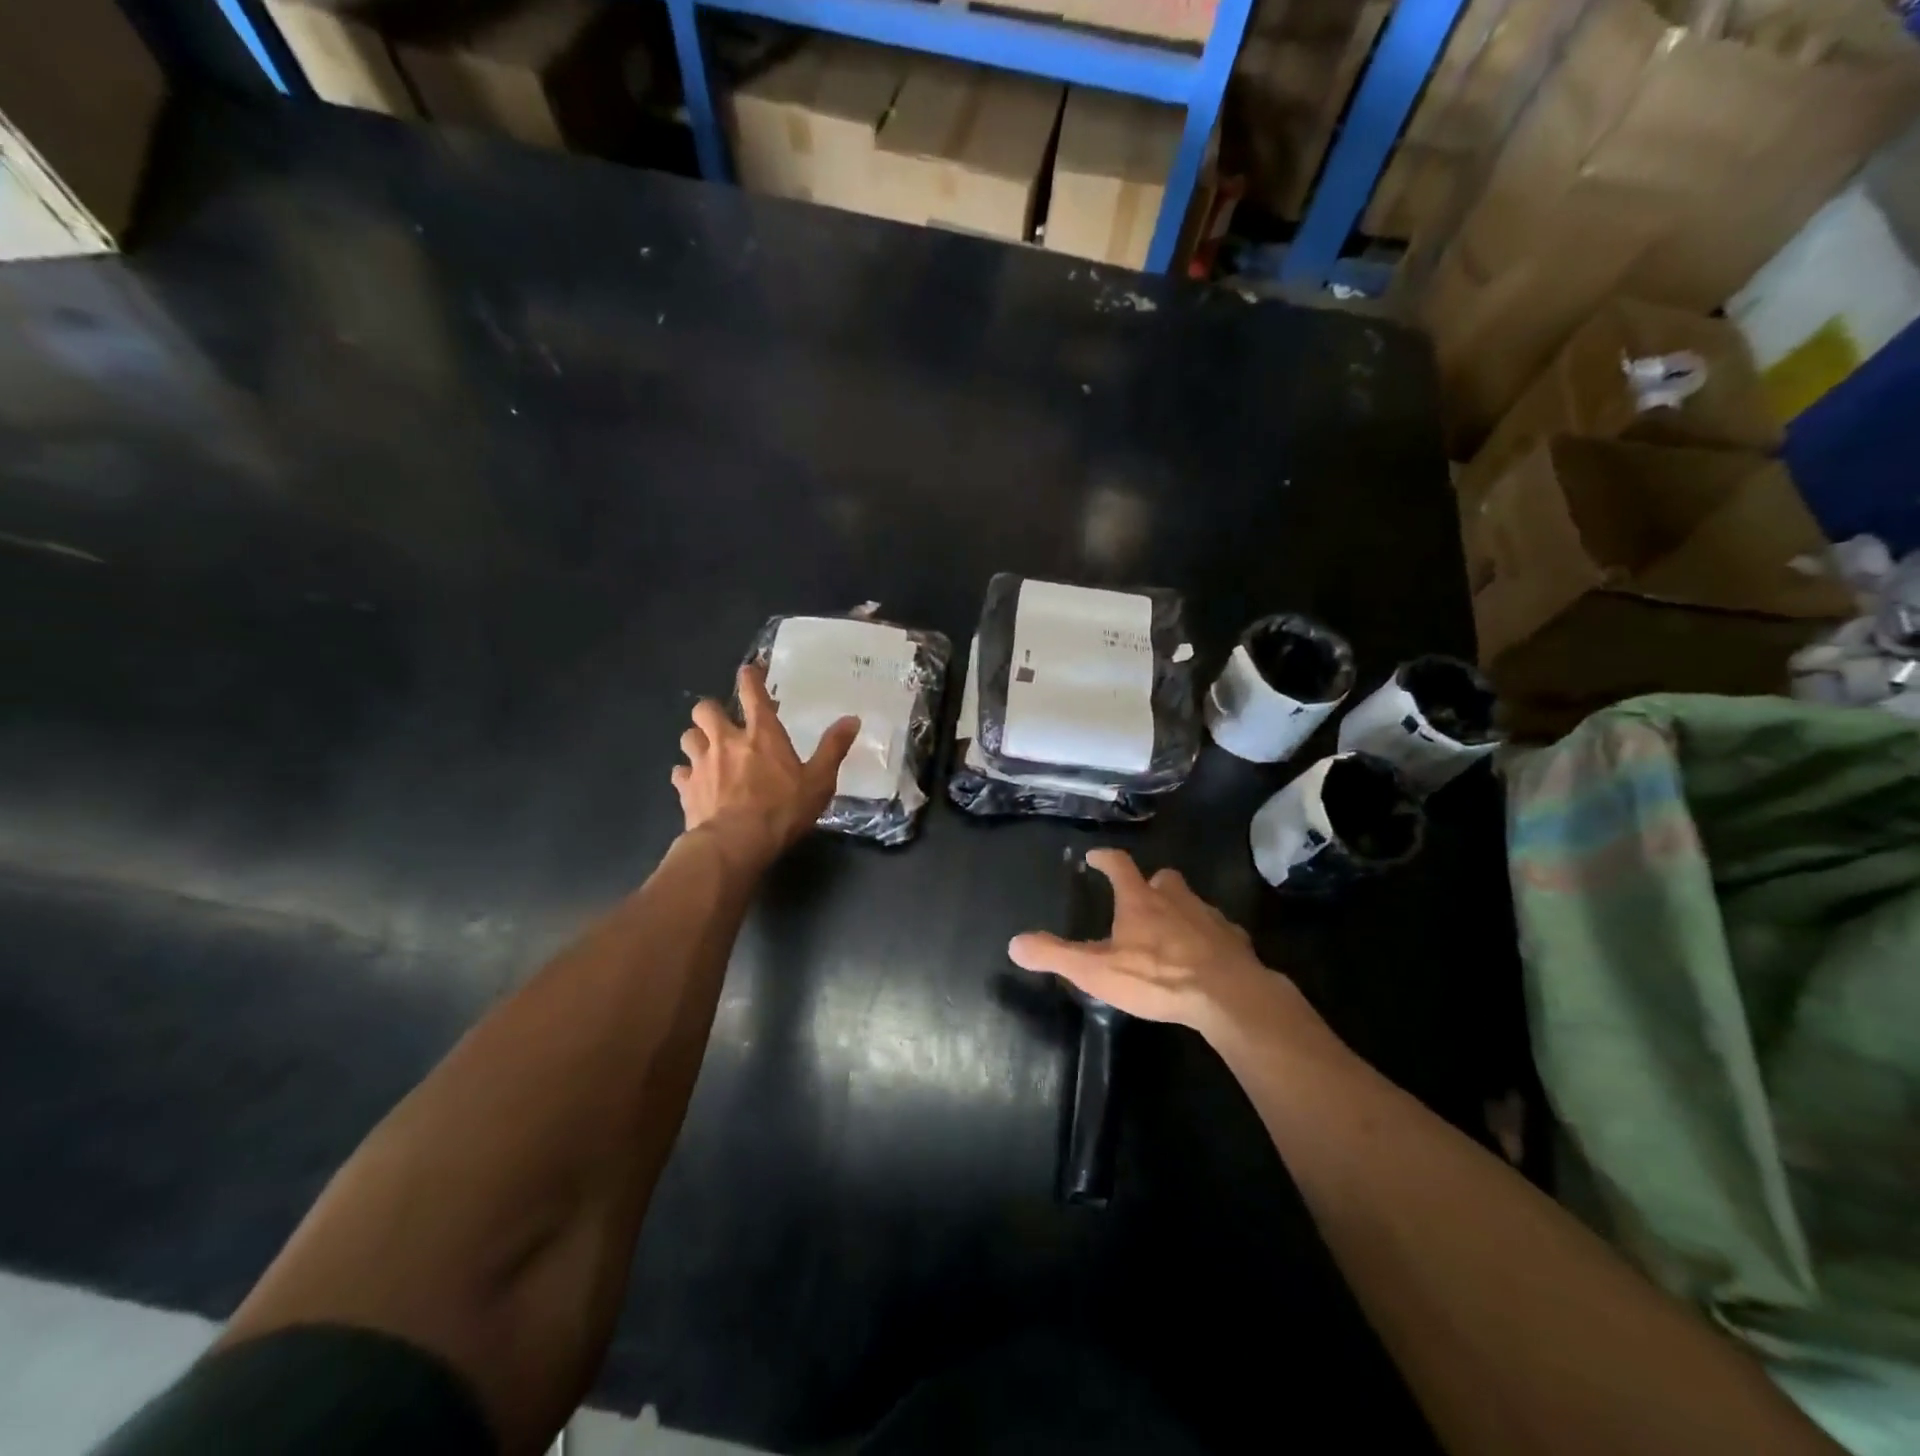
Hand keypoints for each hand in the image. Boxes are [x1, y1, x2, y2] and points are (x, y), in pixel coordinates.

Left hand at [672, 665, 858, 867]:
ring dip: (697, 739)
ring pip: (688, 736)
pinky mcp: (686, 788)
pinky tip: (695, 783)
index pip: (752, 693)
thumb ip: (833, 748)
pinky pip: (680, 773)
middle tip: (724, 722)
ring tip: (708, 751)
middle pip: (705, 709)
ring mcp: (701, 764)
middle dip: (712, 710)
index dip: (750, 677)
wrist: (734, 844)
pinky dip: (686, 774)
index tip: (750, 671)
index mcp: (761, 734)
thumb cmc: (781, 810)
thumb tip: (852, 719)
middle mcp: (726, 740)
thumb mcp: (819, 781)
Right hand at [1008, 849, 1296, 1038]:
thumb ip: (1055, 955)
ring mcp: (1209, 917)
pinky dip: (1208, 936)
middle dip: (1150, 883)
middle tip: (1140, 897)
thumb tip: (1014, 943)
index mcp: (1140, 900)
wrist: (1227, 995)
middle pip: (1162, 878)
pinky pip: (1219, 930)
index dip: (1105, 858)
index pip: (1119, 865)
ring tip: (1169, 929)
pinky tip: (1203, 956)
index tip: (1094, 856)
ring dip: (1179, 908)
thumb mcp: (1095, 971)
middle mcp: (1175, 899)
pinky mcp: (1234, 940)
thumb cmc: (1157, 977)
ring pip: (1191, 901)